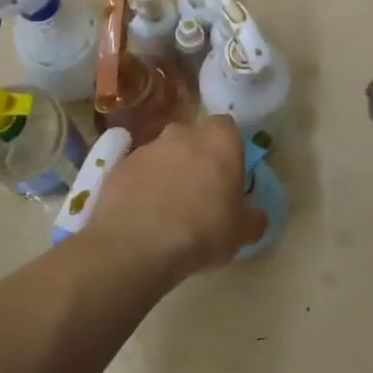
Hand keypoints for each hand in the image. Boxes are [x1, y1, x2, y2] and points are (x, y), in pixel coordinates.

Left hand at [86, 115, 265, 277]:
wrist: (138, 245)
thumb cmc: (202, 230)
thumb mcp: (243, 232)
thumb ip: (253, 217)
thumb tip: (254, 214)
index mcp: (219, 140)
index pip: (227, 127)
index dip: (228, 149)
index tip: (228, 174)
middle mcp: (181, 134)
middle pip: (192, 137)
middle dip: (196, 157)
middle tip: (199, 191)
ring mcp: (145, 148)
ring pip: (162, 154)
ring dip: (167, 172)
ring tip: (167, 209)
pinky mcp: (117, 166)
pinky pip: (136, 172)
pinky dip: (141, 187)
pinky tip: (142, 216)